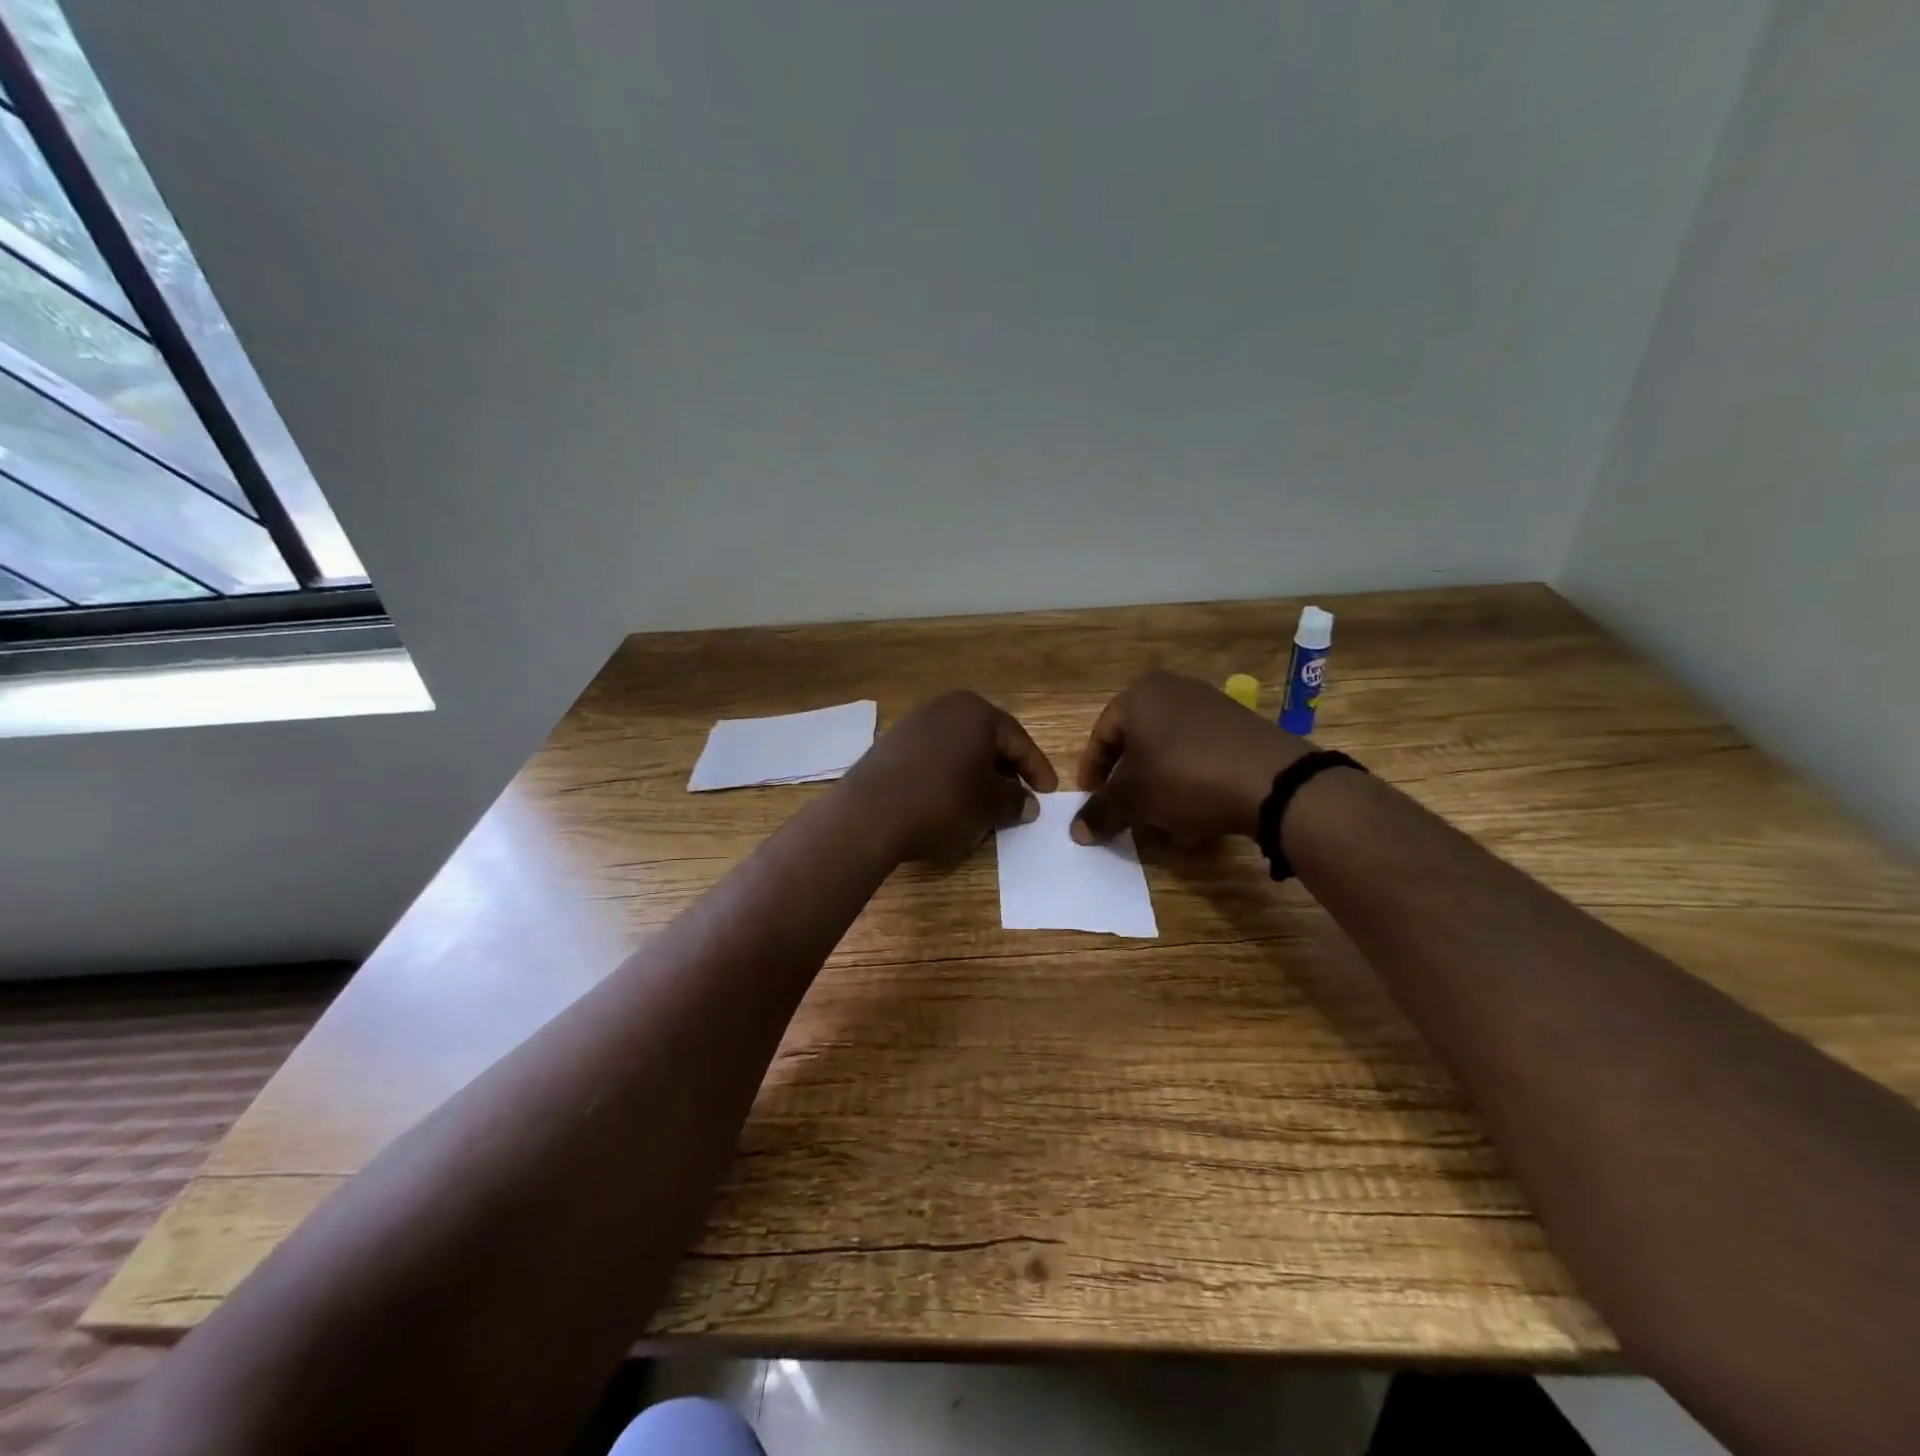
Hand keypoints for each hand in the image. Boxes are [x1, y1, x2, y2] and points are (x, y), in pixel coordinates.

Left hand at [843, 690, 1058, 863]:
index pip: (1018, 740)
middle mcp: (945, 707)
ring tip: (985, 803)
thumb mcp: (990, 806)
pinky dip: (948, 776)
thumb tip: (1027, 803)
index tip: (1048, 793)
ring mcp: (913, 723)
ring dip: (975, 774)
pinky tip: (949, 801)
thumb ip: (1015, 800)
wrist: (869, 815)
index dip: (1037, 769)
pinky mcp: (890, 745)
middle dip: (1005, 769)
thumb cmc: (943, 803)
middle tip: (1019, 797)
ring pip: (958, 749)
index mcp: (976, 712)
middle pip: (987, 740)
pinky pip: (933, 758)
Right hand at [1071, 671, 1309, 845]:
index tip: (1093, 802)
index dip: (1092, 772)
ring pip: (1170, 754)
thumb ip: (1101, 812)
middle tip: (1127, 813)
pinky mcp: (1242, 729)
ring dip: (1161, 789)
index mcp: (1140, 695)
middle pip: (1138, 744)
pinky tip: (1198, 818)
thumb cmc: (1184, 777)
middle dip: (1131, 783)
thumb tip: (1077, 831)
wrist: (1273, 781)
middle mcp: (1175, 691)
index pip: (1101, 736)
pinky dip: (1192, 785)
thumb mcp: (1133, 799)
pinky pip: (1202, 757)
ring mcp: (1212, 707)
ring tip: (1165, 823)